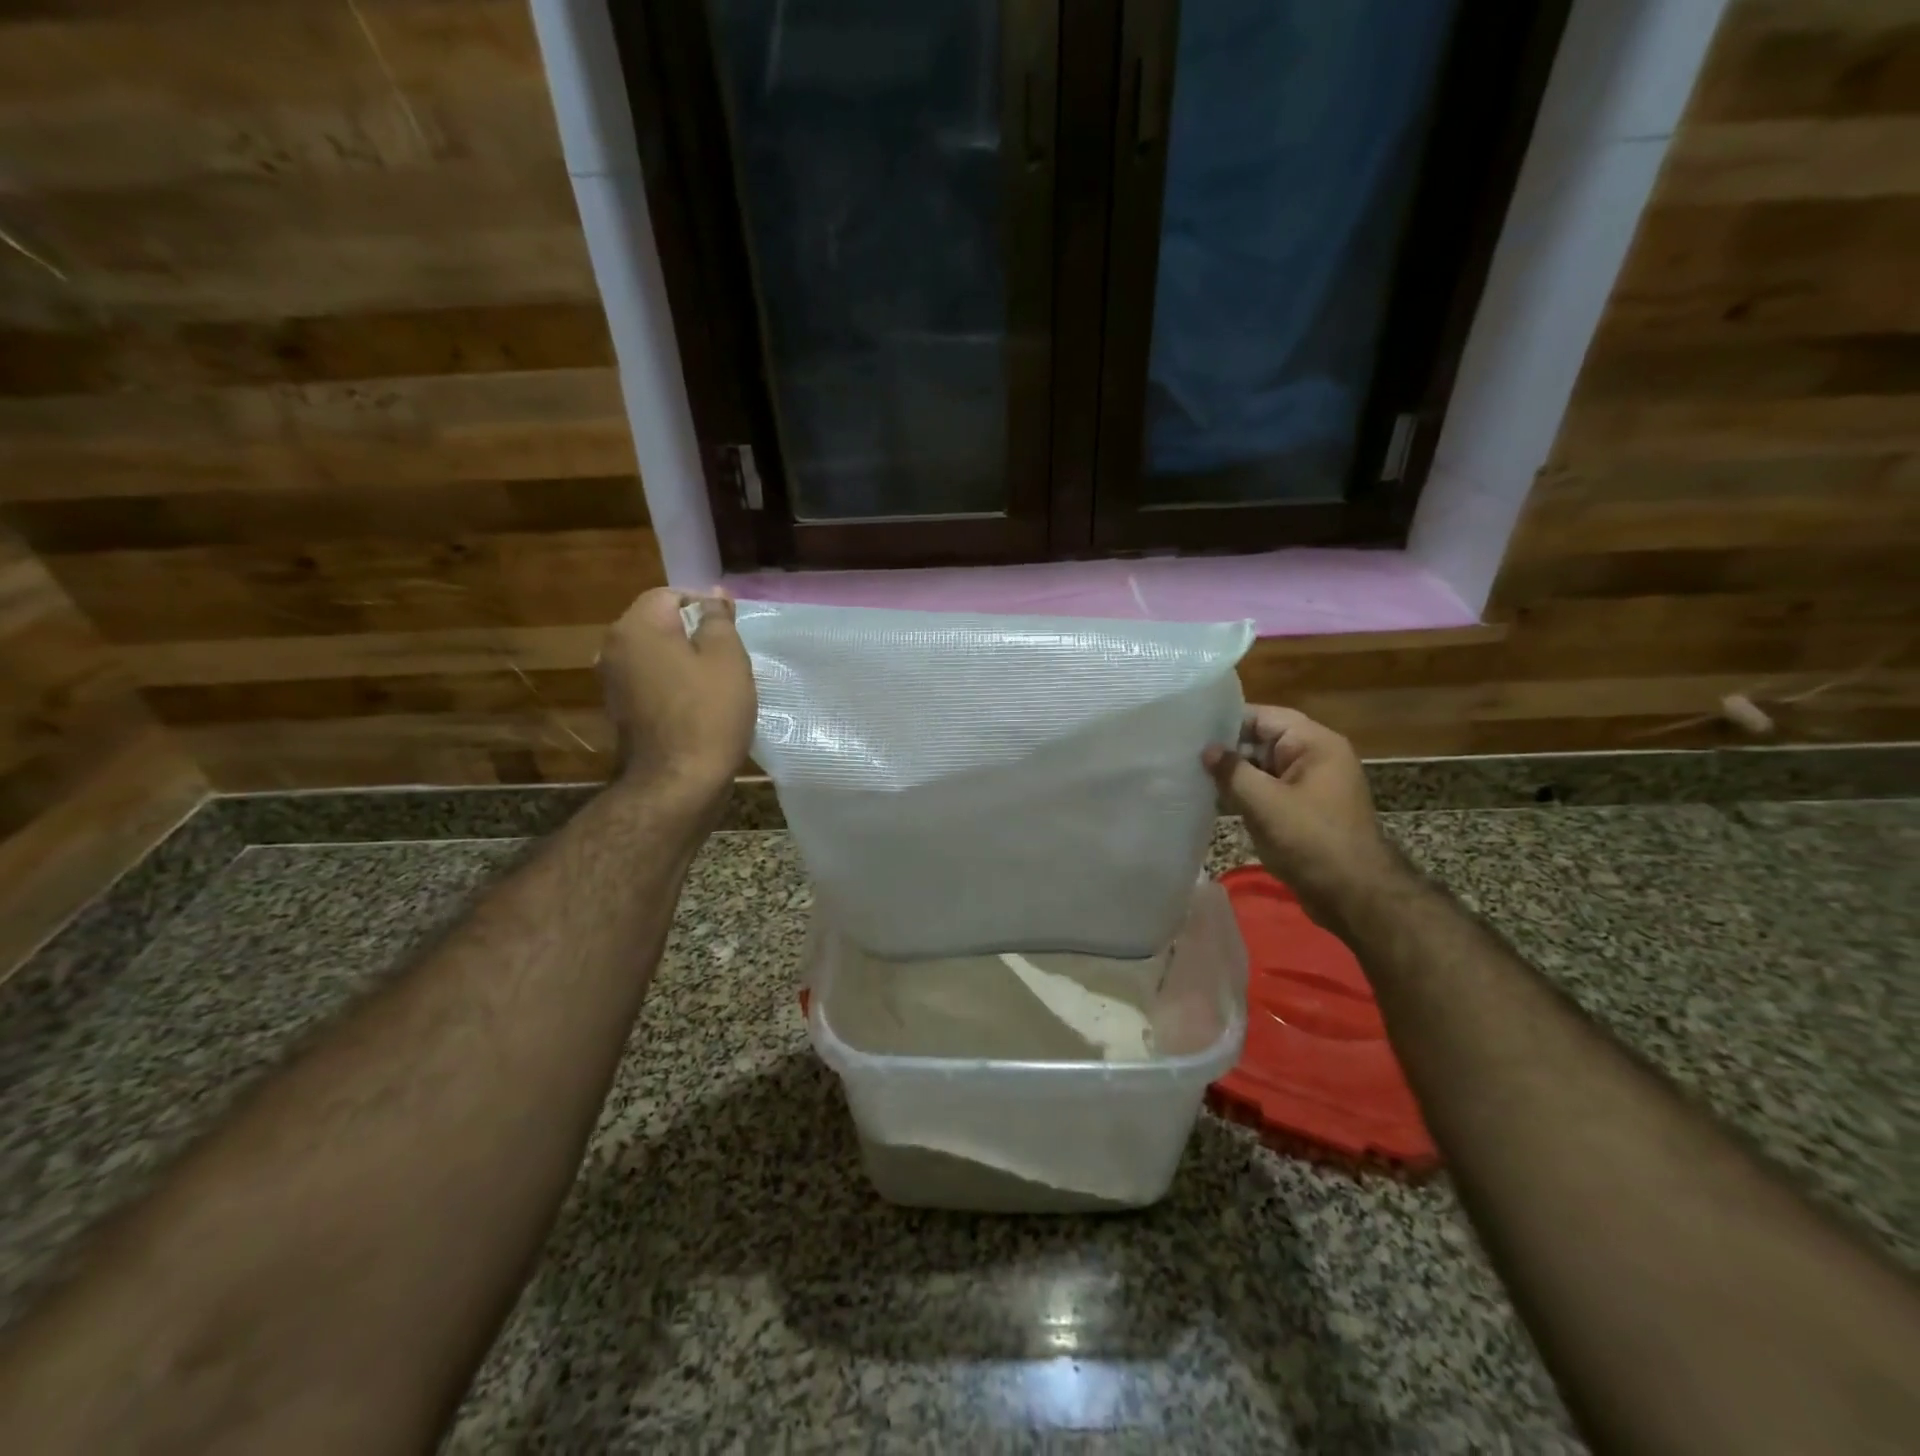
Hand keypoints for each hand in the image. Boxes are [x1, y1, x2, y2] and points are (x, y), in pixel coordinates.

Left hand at [598, 588, 755, 800]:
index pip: (670, 595)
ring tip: (716, 683)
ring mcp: (612, 681)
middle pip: (658, 624)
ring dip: (683, 661)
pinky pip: (650, 681)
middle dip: (693, 634)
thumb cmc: (709, 713)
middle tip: (729, 658)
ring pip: (655, 654)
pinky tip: (697, 705)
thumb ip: (718, 619)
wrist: (678, 782)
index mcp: (637, 627)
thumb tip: (713, 595)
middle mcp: (614, 647)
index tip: (731, 632)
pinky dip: (672, 684)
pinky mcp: (620, 709)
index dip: (704, 606)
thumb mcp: (727, 658)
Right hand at [1204, 706, 1406, 933]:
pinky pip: (1269, 791)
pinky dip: (1245, 794)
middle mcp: (1315, 757)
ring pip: (1263, 767)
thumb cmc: (1311, 841)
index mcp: (1315, 744)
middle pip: (1262, 740)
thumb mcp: (1265, 803)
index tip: (1189, 730)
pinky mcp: (1304, 810)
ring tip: (1191, 774)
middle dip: (1227, 749)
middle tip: (1183, 753)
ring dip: (1234, 774)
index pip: (1264, 717)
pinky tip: (1214, 799)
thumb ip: (1232, 772)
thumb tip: (1208, 751)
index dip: (1226, 721)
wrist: (1355, 896)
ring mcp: (1311, 785)